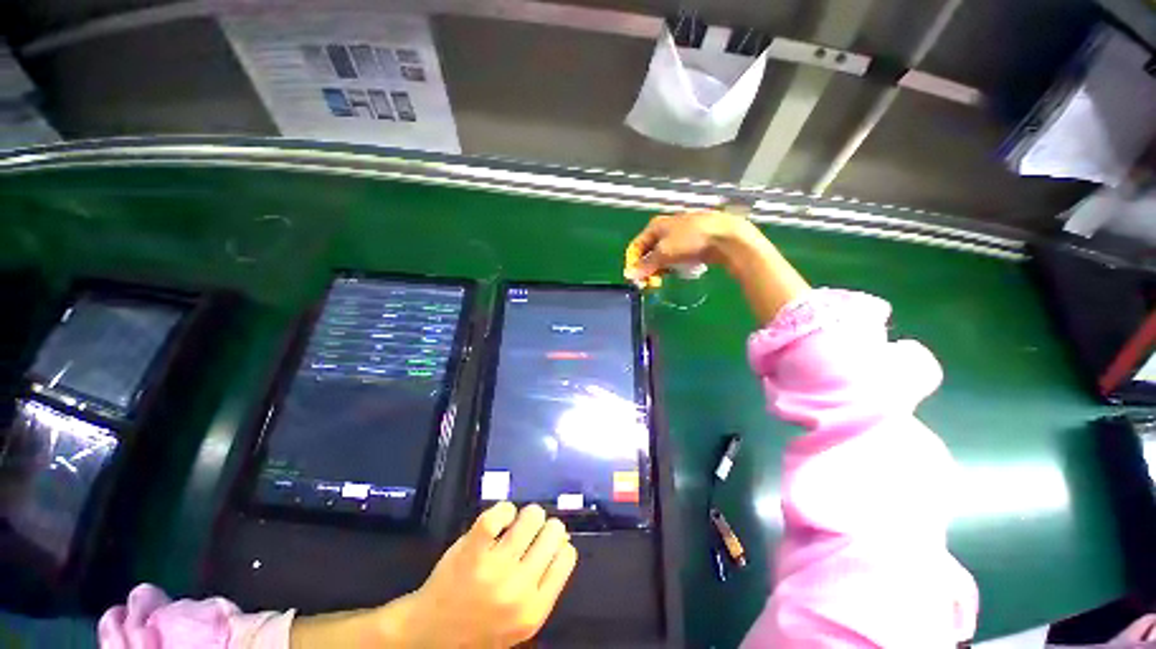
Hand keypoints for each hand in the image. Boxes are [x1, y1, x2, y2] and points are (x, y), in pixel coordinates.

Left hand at [388, 503, 577, 646]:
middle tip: (532, 532)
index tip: (549, 542)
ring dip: (527, 515)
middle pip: (553, 532)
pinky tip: (500, 519)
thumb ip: (544, 585)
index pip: (566, 557)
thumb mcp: (520, 621)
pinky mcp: (473, 549)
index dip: (560, 543)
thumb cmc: (478, 627)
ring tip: (516, 524)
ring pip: (532, 516)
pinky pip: (500, 513)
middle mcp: (519, 589)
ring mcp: (495, 567)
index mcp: (534, 610)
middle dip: (546, 526)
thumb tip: (563, 541)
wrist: (429, 635)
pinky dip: (504, 510)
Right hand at [625, 210, 808, 323]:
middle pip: (649, 251)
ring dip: (661, 268)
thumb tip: (629, 275)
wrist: (726, 237)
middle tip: (651, 282)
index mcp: (655, 226)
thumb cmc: (690, 240)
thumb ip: (646, 265)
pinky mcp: (693, 243)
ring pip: (663, 255)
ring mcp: (680, 235)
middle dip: (648, 267)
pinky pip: (677, 256)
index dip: (634, 262)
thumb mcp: (664, 253)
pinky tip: (679, 271)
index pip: (637, 246)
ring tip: (664, 279)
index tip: (636, 279)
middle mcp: (666, 228)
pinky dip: (674, 265)